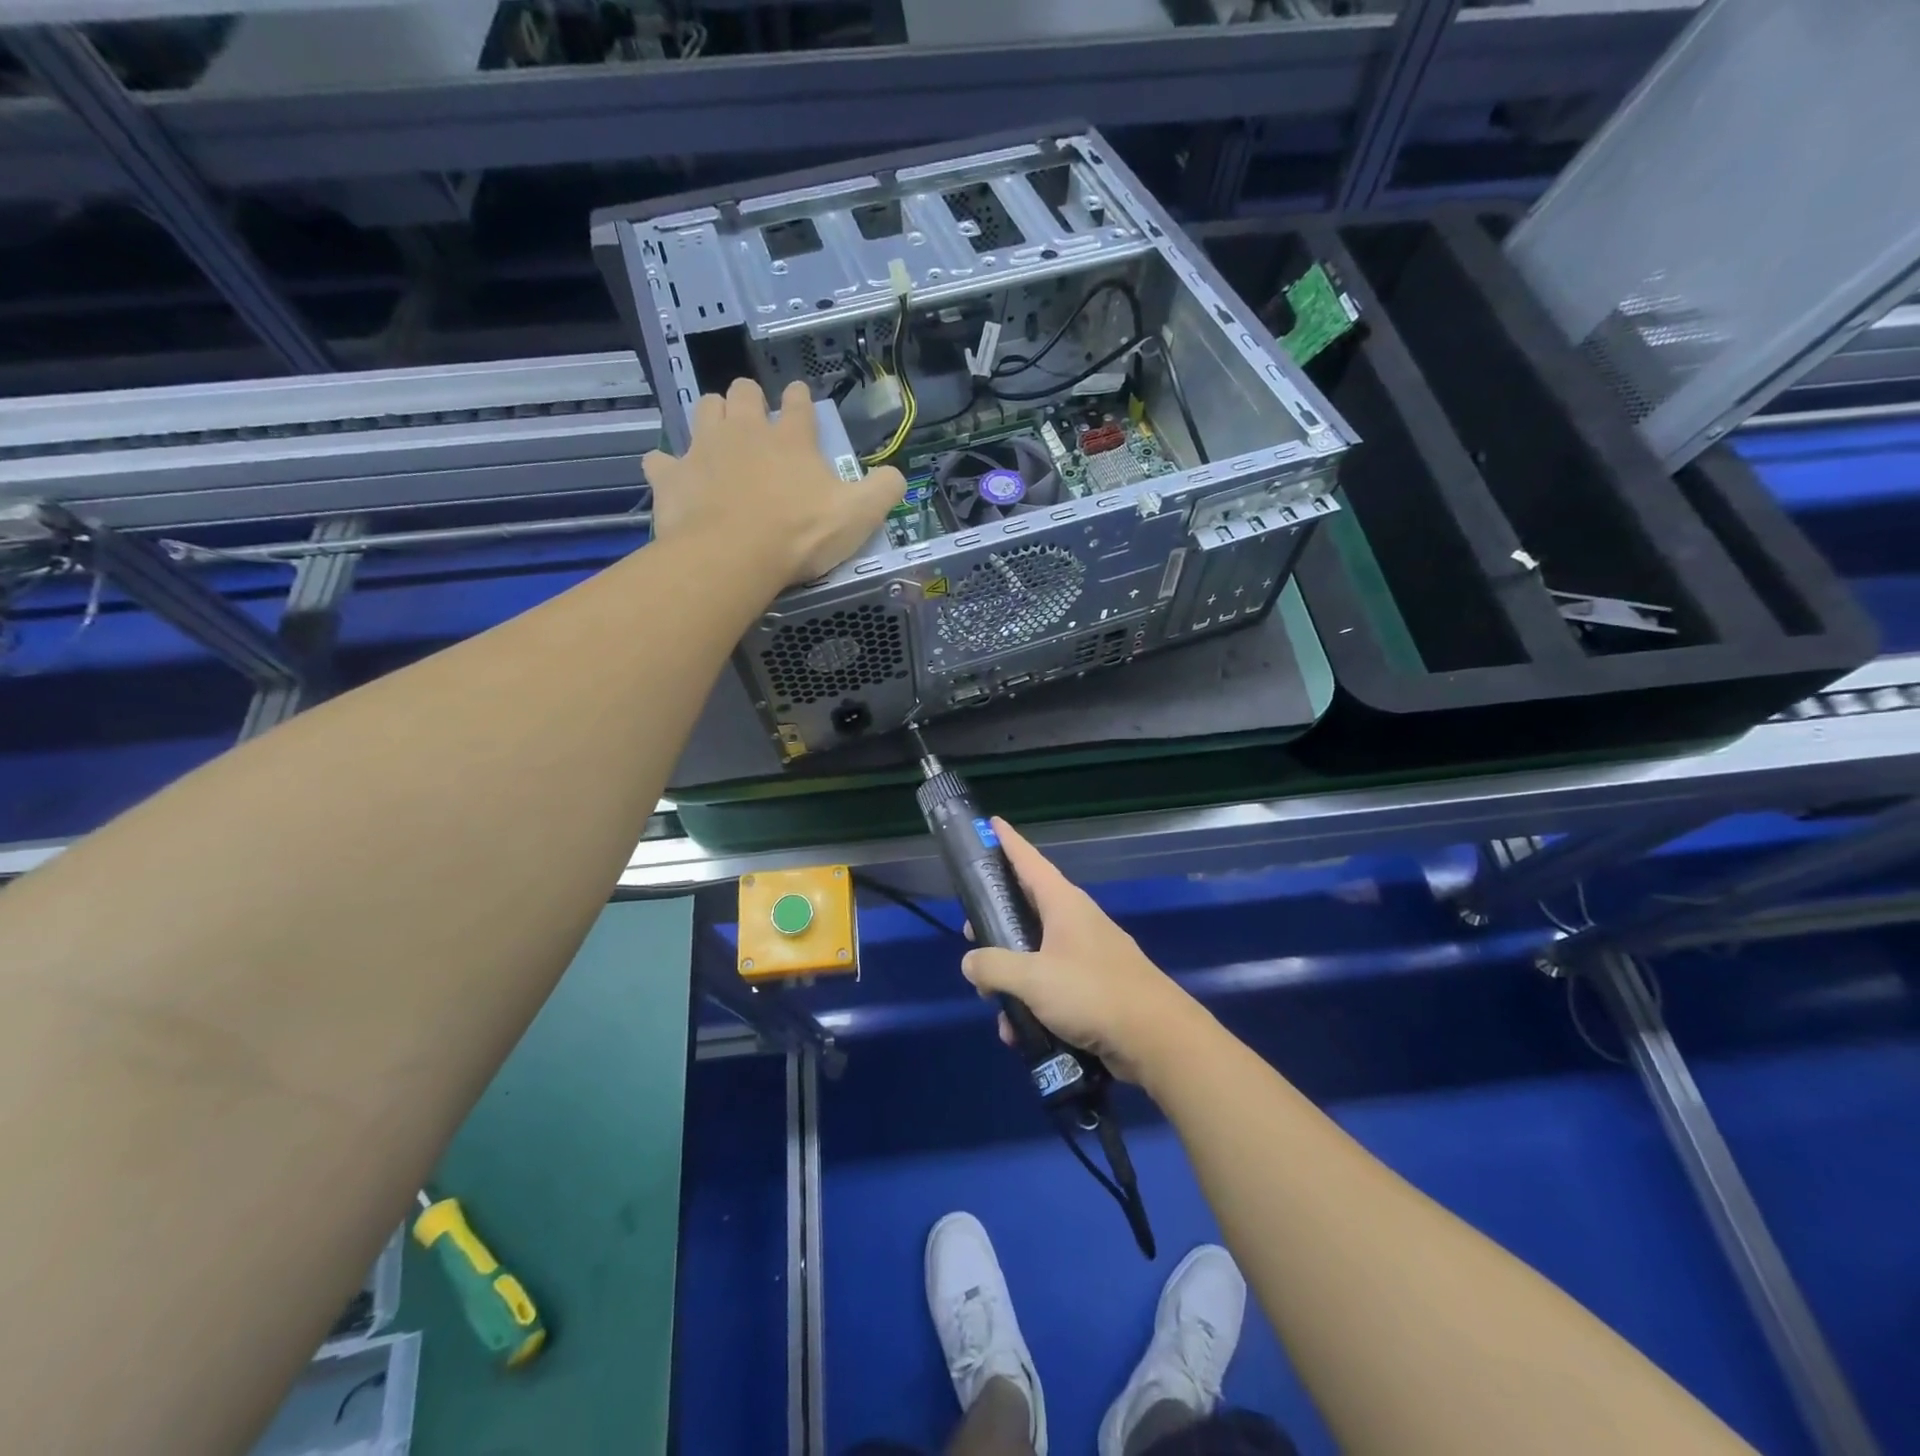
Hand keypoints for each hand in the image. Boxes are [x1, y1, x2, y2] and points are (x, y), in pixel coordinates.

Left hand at [643, 378, 906, 583]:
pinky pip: (661, 461)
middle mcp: (745, 431)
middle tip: (755, 422)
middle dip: (749, 399)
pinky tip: (675, 479)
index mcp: (792, 438)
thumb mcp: (859, 516)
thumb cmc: (800, 534)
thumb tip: (896, 476)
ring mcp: (703, 449)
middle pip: (743, 392)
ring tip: (718, 438)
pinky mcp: (671, 477)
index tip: (799, 401)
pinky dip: (668, 467)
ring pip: (703, 409)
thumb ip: (883, 491)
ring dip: (711, 417)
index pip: (798, 404)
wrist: (734, 556)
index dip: (800, 400)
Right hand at [961, 818, 1199, 1083]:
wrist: (1156, 1038)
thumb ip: (994, 967)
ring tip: (994, 1003)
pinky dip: (1032, 1002)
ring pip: (1035, 953)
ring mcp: (1086, 953)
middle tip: (972, 935)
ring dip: (1011, 976)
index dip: (1007, 842)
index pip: (1029, 861)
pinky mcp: (1093, 986)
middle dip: (996, 922)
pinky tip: (1019, 1032)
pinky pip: (1051, 984)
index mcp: (1063, 904)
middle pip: (1027, 907)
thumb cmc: (1092, 993)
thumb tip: (970, 961)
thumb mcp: (1033, 979)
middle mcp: (1075, 921)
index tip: (991, 823)